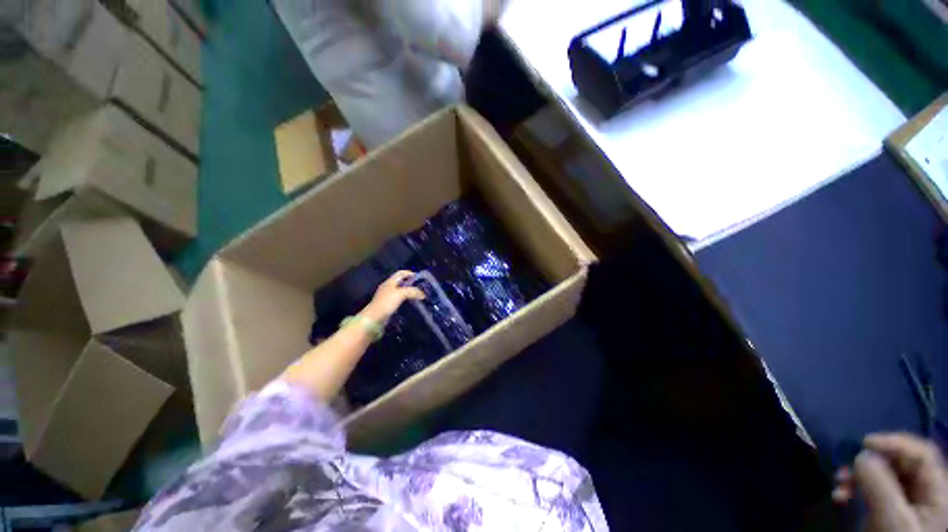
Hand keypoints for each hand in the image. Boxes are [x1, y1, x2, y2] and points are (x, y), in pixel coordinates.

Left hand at [361, 270, 424, 322]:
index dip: (410, 273)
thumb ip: (412, 291)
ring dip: (409, 292)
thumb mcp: (401, 294)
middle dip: (411, 283)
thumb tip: (423, 294)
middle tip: (421, 288)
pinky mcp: (387, 305)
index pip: (401, 273)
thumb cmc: (386, 303)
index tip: (420, 278)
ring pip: (400, 291)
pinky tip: (410, 304)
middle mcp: (388, 287)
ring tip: (418, 296)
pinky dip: (405, 300)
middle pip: (401, 282)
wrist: (374, 319)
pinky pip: (399, 299)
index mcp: (389, 282)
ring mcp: (387, 297)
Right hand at [833, 433, 947, 531]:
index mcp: (938, 492)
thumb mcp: (891, 520)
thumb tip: (861, 454)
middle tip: (845, 466)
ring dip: (858, 476)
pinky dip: (855, 490)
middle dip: (870, 463)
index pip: (921, 453)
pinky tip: (840, 496)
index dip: (895, 442)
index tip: (863, 443)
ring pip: (883, 477)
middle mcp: (925, 494)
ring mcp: (907, 505)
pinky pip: (873, 491)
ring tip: (838, 483)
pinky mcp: (888, 512)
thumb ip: (880, 484)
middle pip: (901, 464)